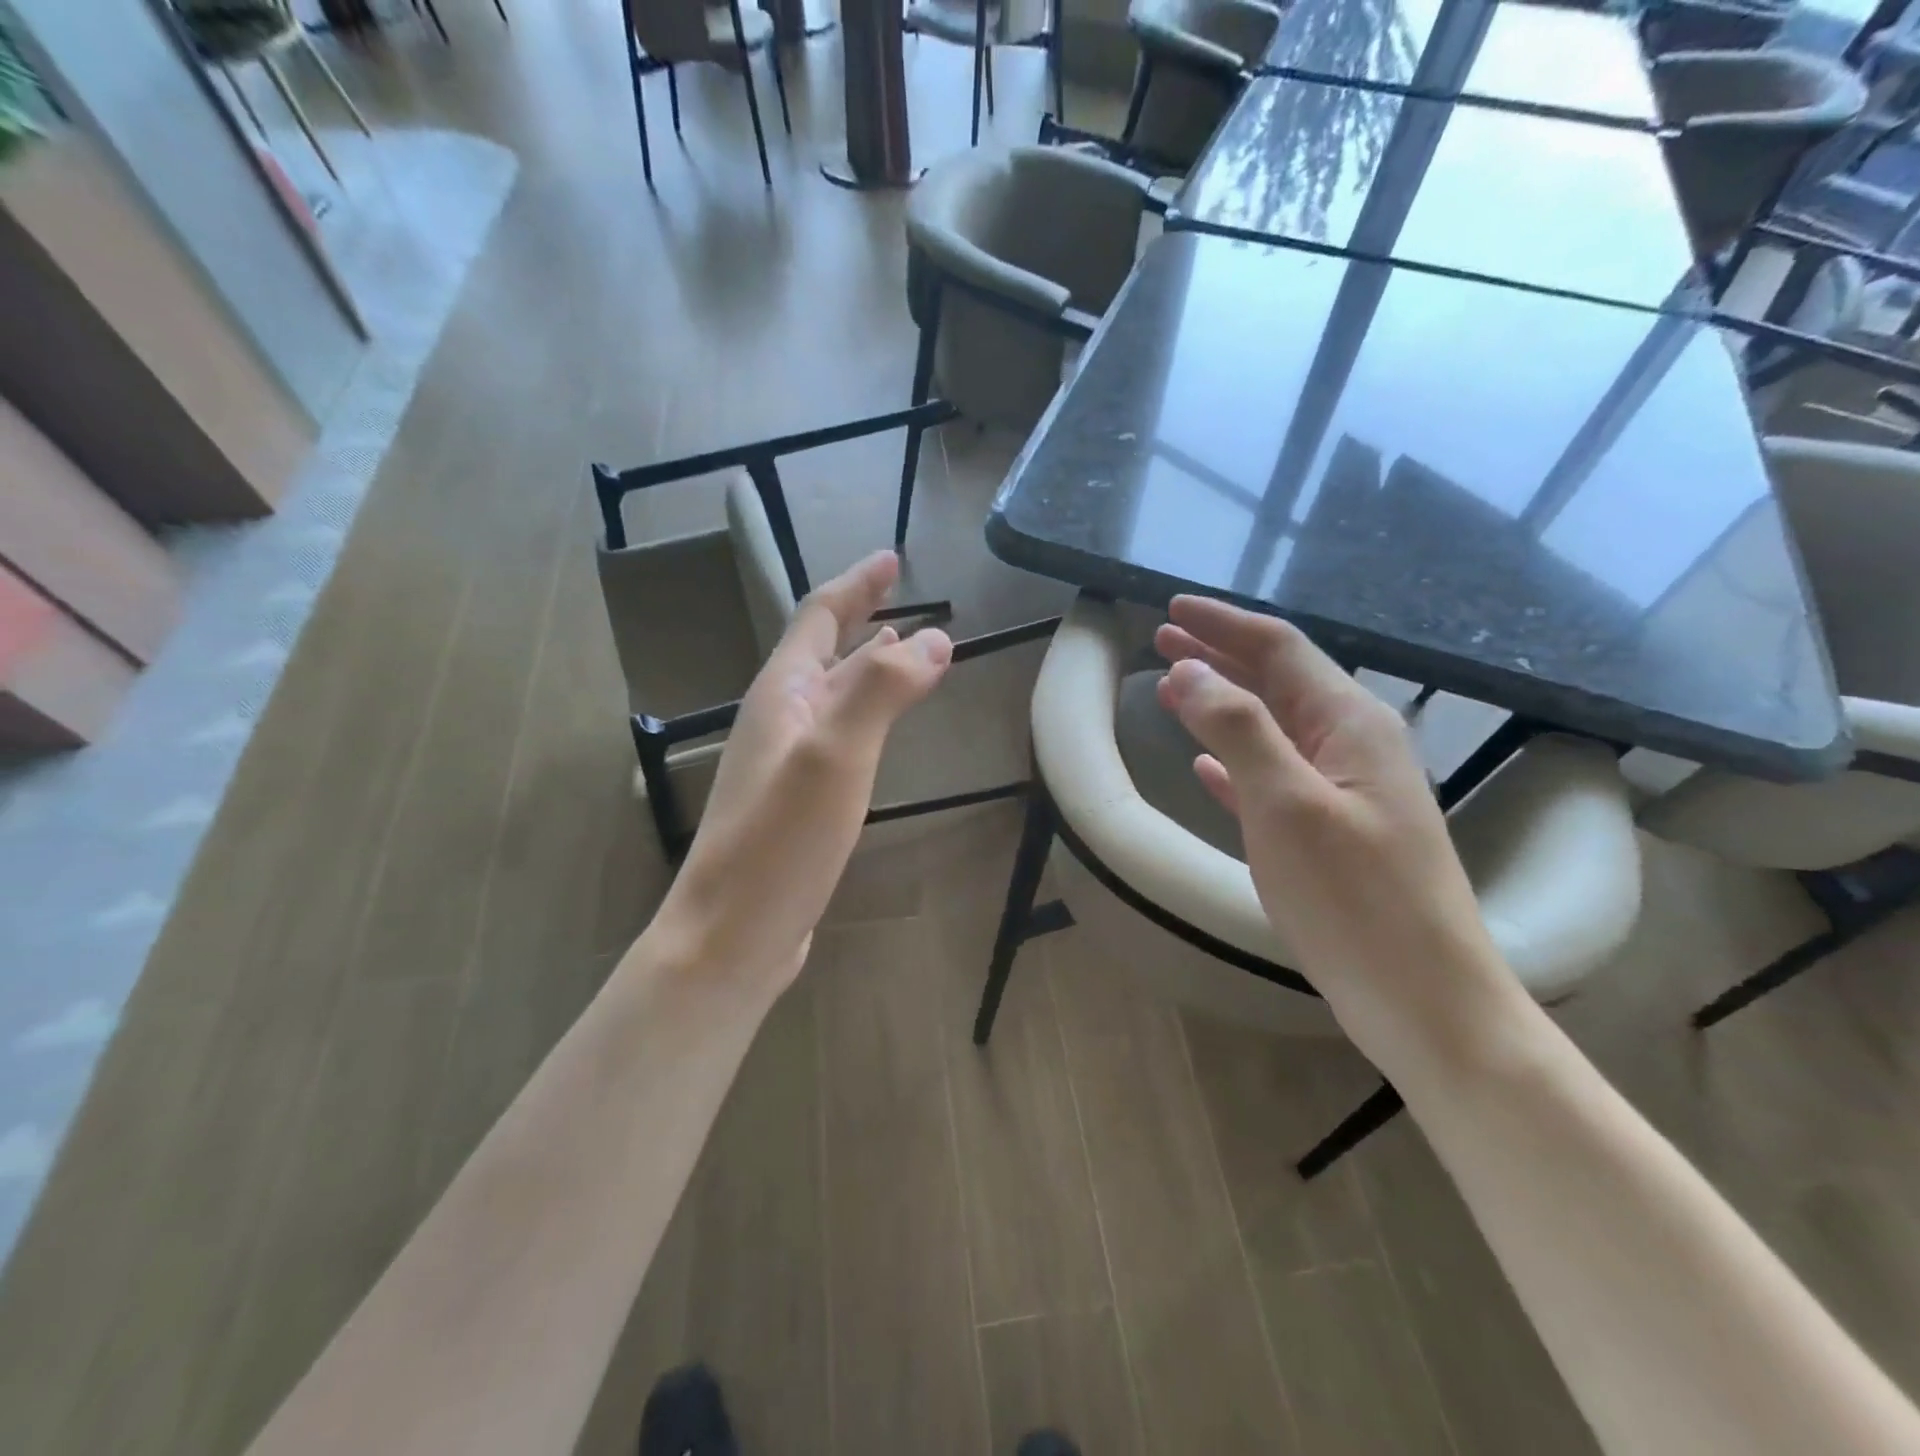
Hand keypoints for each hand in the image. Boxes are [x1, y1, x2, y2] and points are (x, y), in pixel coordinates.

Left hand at [656, 551, 951, 992]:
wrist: (732, 935)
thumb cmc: (780, 841)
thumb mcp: (836, 755)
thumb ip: (882, 690)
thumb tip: (936, 638)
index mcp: (782, 694)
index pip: (819, 617)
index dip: (856, 585)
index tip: (892, 558)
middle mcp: (780, 718)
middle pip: (824, 651)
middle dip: (863, 618)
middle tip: (903, 597)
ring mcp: (787, 761)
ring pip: (833, 695)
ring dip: (867, 665)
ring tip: (906, 649)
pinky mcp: (799, 800)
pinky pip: (840, 734)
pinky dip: (867, 713)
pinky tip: (883, 727)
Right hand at [1154, 596, 1512, 1044]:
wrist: (1423, 999)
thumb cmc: (1354, 898)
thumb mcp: (1287, 804)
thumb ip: (1237, 729)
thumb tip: (1187, 670)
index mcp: (1351, 724)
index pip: (1279, 648)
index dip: (1222, 624)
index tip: (1171, 610)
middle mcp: (1354, 745)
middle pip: (1277, 681)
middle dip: (1219, 656)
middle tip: (1161, 641)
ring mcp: (1345, 792)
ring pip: (1273, 728)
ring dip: (1222, 705)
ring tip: (1172, 691)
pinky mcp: (1332, 833)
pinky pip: (1275, 777)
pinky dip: (1236, 762)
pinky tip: (1205, 768)